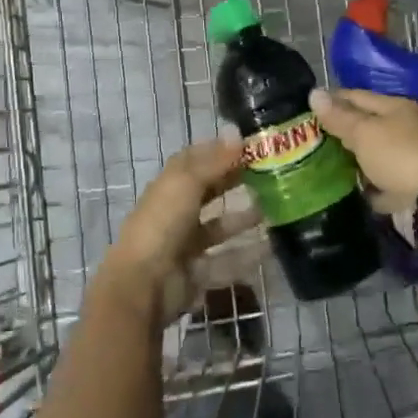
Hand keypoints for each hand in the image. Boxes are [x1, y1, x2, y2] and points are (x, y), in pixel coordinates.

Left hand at [100, 138, 262, 326]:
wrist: (143, 285)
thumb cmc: (162, 225)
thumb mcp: (187, 185)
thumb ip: (214, 162)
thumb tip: (237, 133)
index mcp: (168, 187)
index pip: (192, 162)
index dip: (216, 151)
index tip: (247, 145)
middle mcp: (175, 213)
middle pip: (207, 192)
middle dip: (233, 182)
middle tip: (267, 174)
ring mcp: (185, 245)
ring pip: (218, 227)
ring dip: (242, 219)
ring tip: (274, 209)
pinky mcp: (197, 272)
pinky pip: (225, 261)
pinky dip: (246, 255)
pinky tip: (270, 247)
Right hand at [309, 88, 417, 211]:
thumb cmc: (397, 155)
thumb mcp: (364, 131)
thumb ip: (338, 116)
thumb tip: (314, 92)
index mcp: (396, 108)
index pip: (357, 96)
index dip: (332, 100)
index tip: (305, 109)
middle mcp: (403, 129)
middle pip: (365, 125)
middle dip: (338, 130)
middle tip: (307, 137)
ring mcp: (405, 158)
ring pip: (370, 153)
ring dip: (349, 157)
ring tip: (317, 162)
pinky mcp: (405, 185)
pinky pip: (377, 180)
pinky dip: (362, 182)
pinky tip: (341, 185)